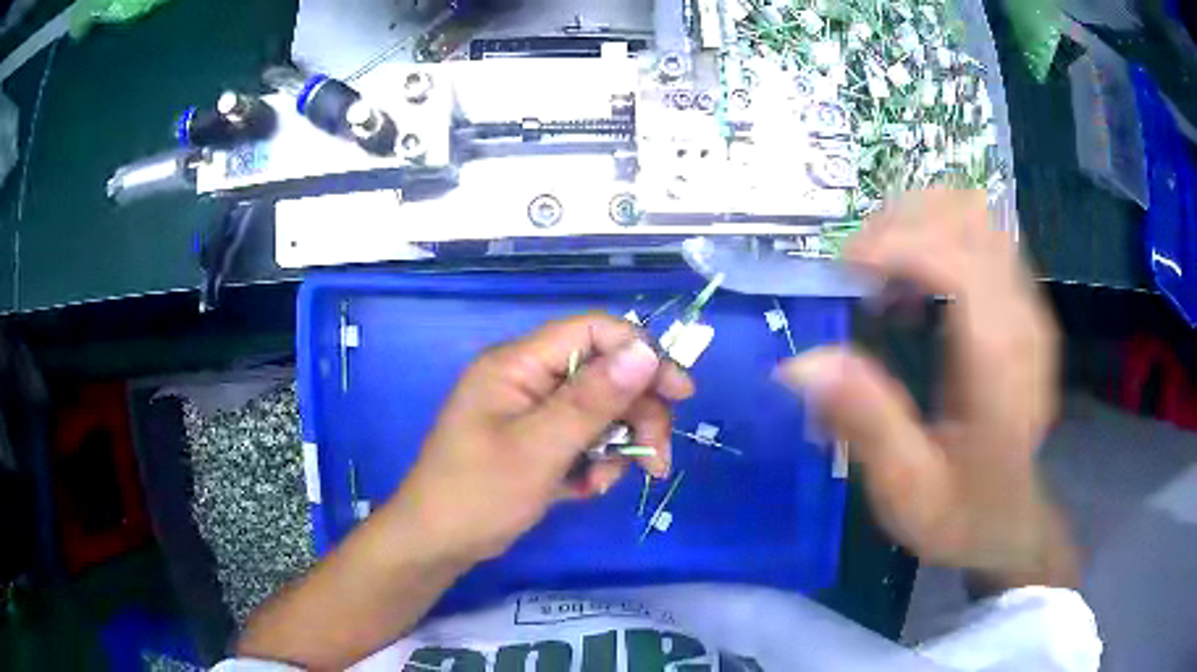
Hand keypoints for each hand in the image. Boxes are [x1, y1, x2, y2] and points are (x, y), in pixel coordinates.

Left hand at [389, 313, 693, 563]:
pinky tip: (587, 489)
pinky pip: (582, 437)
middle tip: (656, 460)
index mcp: (518, 364)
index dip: (640, 354)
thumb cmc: (478, 494)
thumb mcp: (539, 449)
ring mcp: (531, 410)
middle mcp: (527, 378)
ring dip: (616, 445)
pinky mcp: (536, 439)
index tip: (679, 392)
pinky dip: (594, 462)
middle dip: (636, 415)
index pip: (593, 331)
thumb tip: (645, 352)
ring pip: (599, 410)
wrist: (436, 544)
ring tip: (606, 482)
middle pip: (603, 374)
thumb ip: (592, 400)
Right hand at [776, 189, 1076, 587]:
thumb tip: (800, 363)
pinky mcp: (1021, 305)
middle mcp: (1022, 319)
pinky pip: (983, 235)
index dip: (896, 246)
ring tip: (880, 267)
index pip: (957, 261)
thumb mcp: (906, 488)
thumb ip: (865, 423)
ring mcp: (1028, 306)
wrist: (1010, 521)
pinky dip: (939, 234)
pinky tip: (912, 280)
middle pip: (970, 217)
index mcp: (1000, 365)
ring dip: (920, 221)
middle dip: (903, 223)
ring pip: (978, 215)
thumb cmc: (961, 513)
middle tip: (857, 268)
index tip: (842, 271)